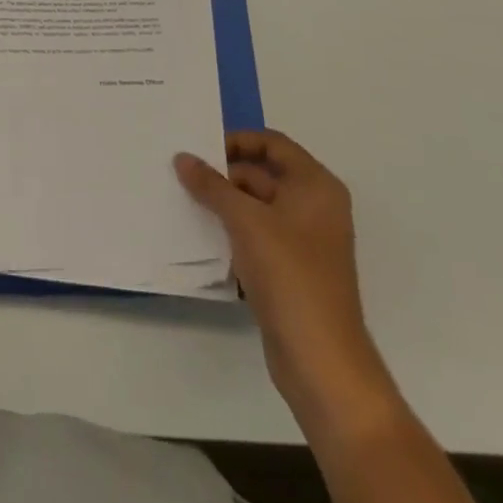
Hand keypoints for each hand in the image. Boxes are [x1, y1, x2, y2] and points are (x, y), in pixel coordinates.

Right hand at [175, 131, 396, 433]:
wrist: (322, 361)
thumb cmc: (290, 275)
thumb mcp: (245, 221)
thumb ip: (211, 185)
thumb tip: (182, 157)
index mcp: (315, 186)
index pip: (272, 143)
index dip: (236, 140)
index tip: (199, 147)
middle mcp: (314, 207)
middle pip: (262, 173)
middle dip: (222, 173)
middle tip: (180, 172)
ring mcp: (303, 240)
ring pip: (255, 206)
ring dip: (222, 203)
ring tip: (181, 198)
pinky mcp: (290, 269)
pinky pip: (255, 235)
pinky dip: (230, 230)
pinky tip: (199, 233)